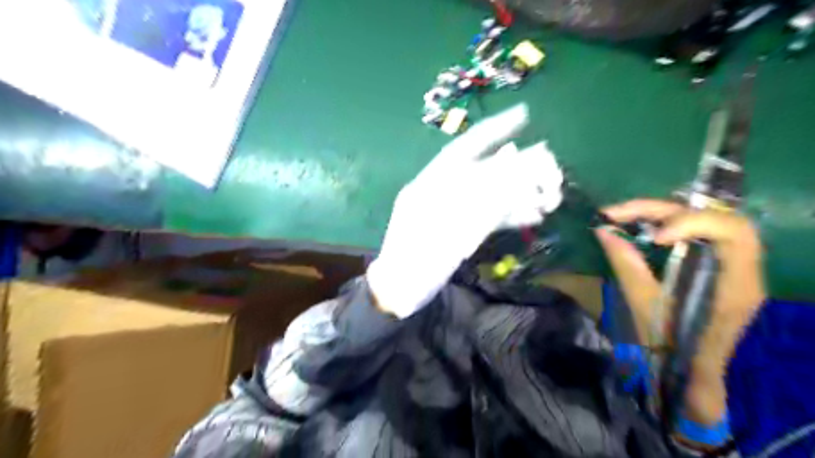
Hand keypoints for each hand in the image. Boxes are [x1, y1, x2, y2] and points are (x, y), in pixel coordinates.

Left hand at [368, 104, 563, 317]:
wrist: (399, 292)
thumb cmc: (414, 263)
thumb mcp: (443, 232)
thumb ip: (478, 203)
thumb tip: (512, 166)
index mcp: (431, 184)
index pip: (465, 149)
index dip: (493, 130)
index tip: (524, 116)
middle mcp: (444, 191)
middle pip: (486, 172)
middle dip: (519, 169)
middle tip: (552, 171)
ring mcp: (453, 210)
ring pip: (491, 193)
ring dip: (520, 194)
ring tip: (551, 198)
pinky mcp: (460, 228)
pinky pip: (489, 215)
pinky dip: (510, 214)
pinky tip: (533, 215)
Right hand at [597, 200, 764, 425]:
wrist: (687, 370)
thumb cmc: (671, 345)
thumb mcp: (645, 306)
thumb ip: (626, 264)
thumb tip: (602, 231)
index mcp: (737, 283)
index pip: (732, 231)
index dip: (691, 224)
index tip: (653, 238)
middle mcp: (743, 267)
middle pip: (713, 216)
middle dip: (664, 210)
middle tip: (619, 214)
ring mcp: (729, 263)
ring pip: (702, 219)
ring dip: (661, 213)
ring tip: (621, 216)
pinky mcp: (713, 263)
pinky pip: (692, 231)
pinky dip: (664, 223)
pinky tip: (638, 226)